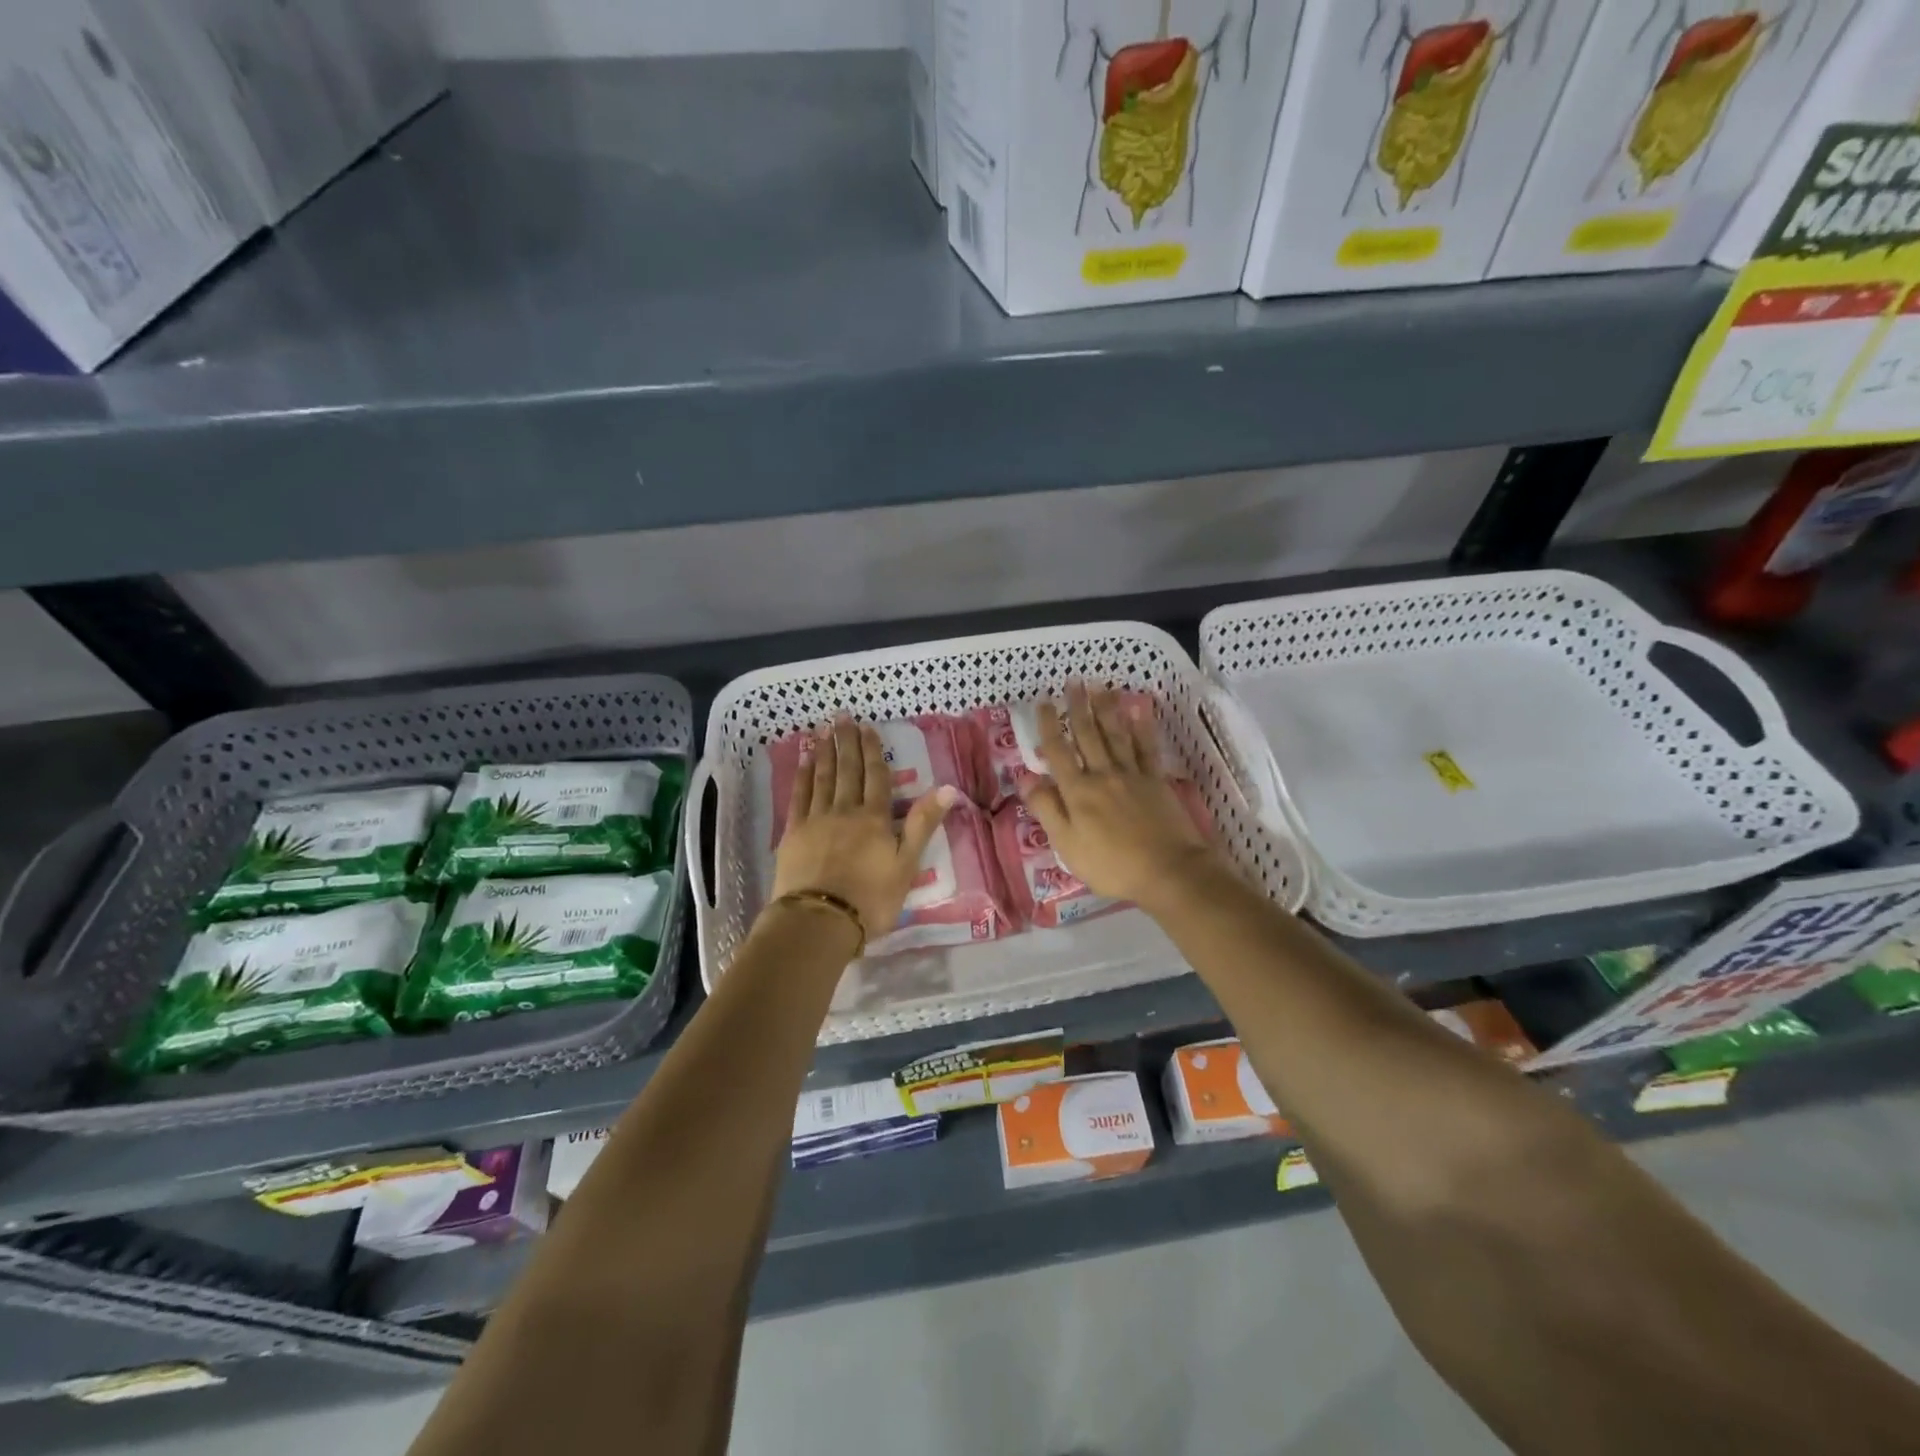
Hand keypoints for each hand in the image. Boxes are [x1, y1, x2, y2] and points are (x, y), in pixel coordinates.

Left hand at [770, 715, 957, 948]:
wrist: (820, 921)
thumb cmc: (871, 898)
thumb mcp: (907, 864)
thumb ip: (923, 824)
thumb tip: (948, 788)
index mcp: (875, 818)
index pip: (876, 777)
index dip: (873, 751)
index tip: (868, 728)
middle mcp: (845, 810)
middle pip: (847, 770)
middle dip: (847, 742)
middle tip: (842, 716)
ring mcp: (816, 819)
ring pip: (822, 777)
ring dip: (824, 752)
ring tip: (824, 730)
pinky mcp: (793, 833)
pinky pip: (800, 796)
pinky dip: (802, 776)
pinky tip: (804, 761)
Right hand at [1020, 683, 1222, 912]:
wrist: (1168, 871)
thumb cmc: (1111, 865)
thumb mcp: (1066, 844)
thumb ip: (1046, 808)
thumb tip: (1025, 776)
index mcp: (1078, 791)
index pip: (1058, 751)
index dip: (1049, 725)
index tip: (1043, 702)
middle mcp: (1103, 774)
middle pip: (1088, 735)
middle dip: (1078, 707)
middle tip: (1073, 681)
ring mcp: (1133, 775)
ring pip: (1116, 734)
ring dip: (1106, 708)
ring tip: (1100, 685)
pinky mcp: (1156, 781)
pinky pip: (1147, 747)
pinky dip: (1142, 727)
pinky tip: (1139, 710)